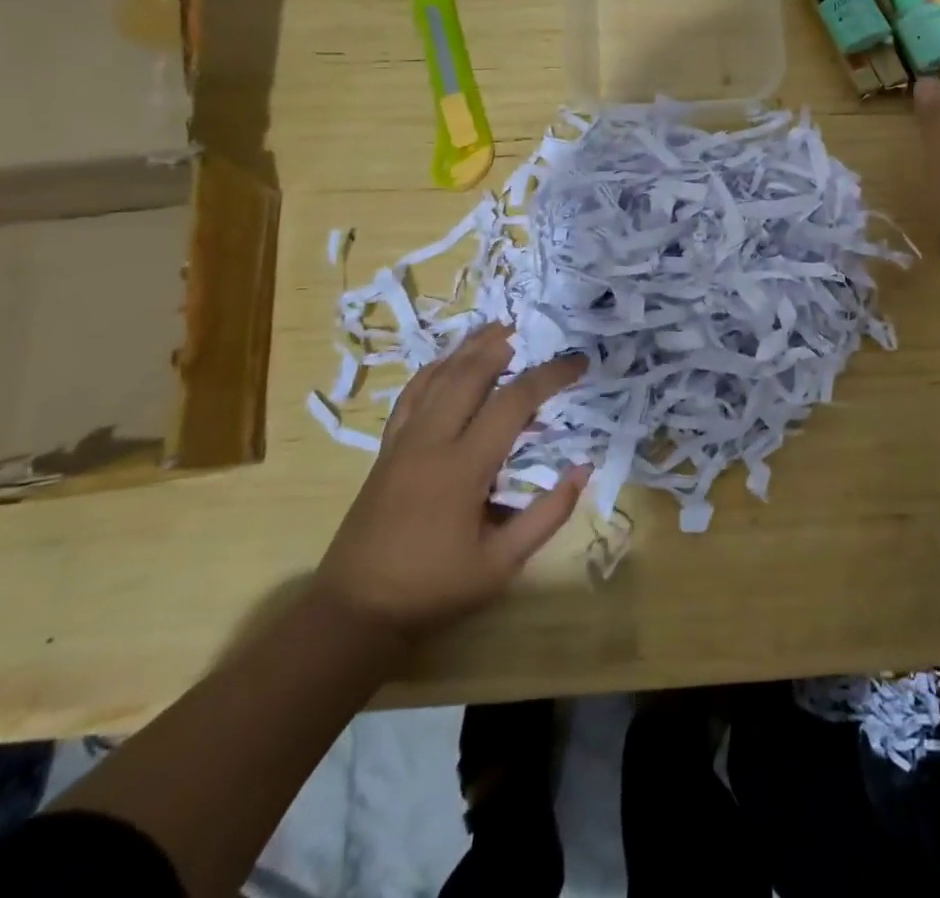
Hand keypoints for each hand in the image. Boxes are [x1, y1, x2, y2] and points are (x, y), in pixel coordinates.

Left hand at [312, 325, 589, 640]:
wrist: (355, 611)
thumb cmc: (433, 589)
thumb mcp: (501, 565)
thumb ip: (547, 516)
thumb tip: (583, 470)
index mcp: (464, 467)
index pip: (514, 402)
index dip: (550, 375)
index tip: (578, 361)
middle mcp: (432, 441)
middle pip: (470, 373)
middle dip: (505, 345)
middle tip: (534, 331)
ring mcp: (404, 441)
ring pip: (438, 376)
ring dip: (469, 348)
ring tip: (497, 328)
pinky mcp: (387, 449)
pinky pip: (411, 395)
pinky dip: (433, 369)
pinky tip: (447, 361)